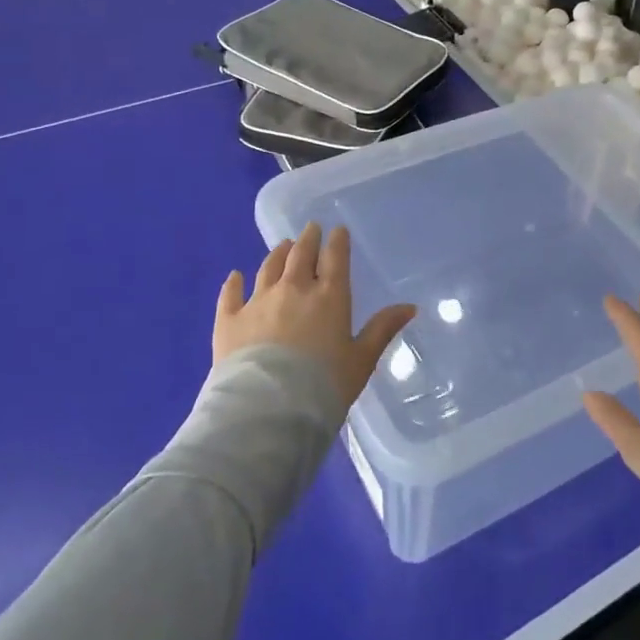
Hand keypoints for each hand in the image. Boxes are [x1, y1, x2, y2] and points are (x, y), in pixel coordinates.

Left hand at [215, 222, 416, 408]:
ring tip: (282, 246)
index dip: (337, 241)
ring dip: (277, 254)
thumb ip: (382, 330)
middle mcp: (293, 289)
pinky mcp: (228, 320)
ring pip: (269, 267)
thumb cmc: (323, 386)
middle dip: (308, 239)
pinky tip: (235, 276)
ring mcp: (258, 302)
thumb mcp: (361, 361)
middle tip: (310, 229)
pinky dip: (234, 282)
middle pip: (301, 254)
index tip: (338, 230)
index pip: (335, 258)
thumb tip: (410, 306)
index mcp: (329, 296)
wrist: (267, 410)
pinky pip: (230, 294)